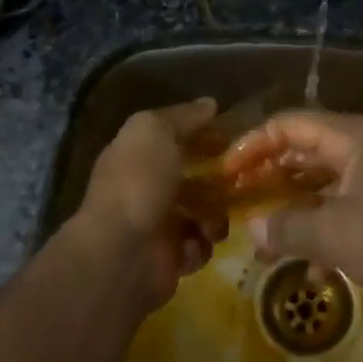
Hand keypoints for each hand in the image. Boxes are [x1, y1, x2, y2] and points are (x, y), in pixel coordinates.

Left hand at [74, 98, 226, 311]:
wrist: (121, 253)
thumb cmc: (138, 183)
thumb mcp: (155, 131)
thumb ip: (183, 117)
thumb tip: (209, 104)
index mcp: (137, 155)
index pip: (175, 138)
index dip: (203, 134)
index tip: (232, 136)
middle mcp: (146, 188)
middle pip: (194, 177)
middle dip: (219, 180)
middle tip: (241, 180)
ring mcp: (157, 225)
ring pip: (203, 214)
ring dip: (215, 217)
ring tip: (215, 220)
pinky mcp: (169, 258)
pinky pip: (200, 247)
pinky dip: (201, 246)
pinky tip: (195, 243)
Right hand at [221, 110, 362, 317]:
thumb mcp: (333, 234)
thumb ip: (286, 228)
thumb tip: (252, 229)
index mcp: (355, 137)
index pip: (291, 125)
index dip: (254, 145)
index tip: (227, 173)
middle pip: (306, 150)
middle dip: (270, 176)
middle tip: (239, 198)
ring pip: (324, 183)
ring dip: (295, 210)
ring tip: (265, 240)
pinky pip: (346, 206)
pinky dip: (325, 229)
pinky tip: (313, 271)